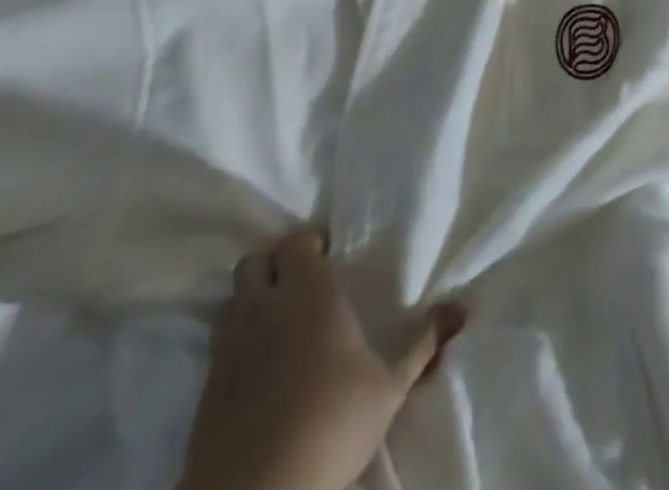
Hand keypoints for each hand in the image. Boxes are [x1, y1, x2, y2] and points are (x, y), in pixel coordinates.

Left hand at [178, 230, 465, 489]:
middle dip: (274, 265)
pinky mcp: (205, 390)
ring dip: (251, 301)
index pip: (298, 242)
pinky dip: (236, 344)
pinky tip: (258, 367)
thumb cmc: (331, 427)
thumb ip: (423, 344)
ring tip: (277, 321)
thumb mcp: (388, 389)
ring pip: (232, 301)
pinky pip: (218, 346)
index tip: (330, 257)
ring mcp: (229, 349)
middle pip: (256, 262)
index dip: (310, 245)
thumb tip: (462, 309)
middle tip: (301, 284)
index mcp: (309, 294)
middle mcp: (265, 308)